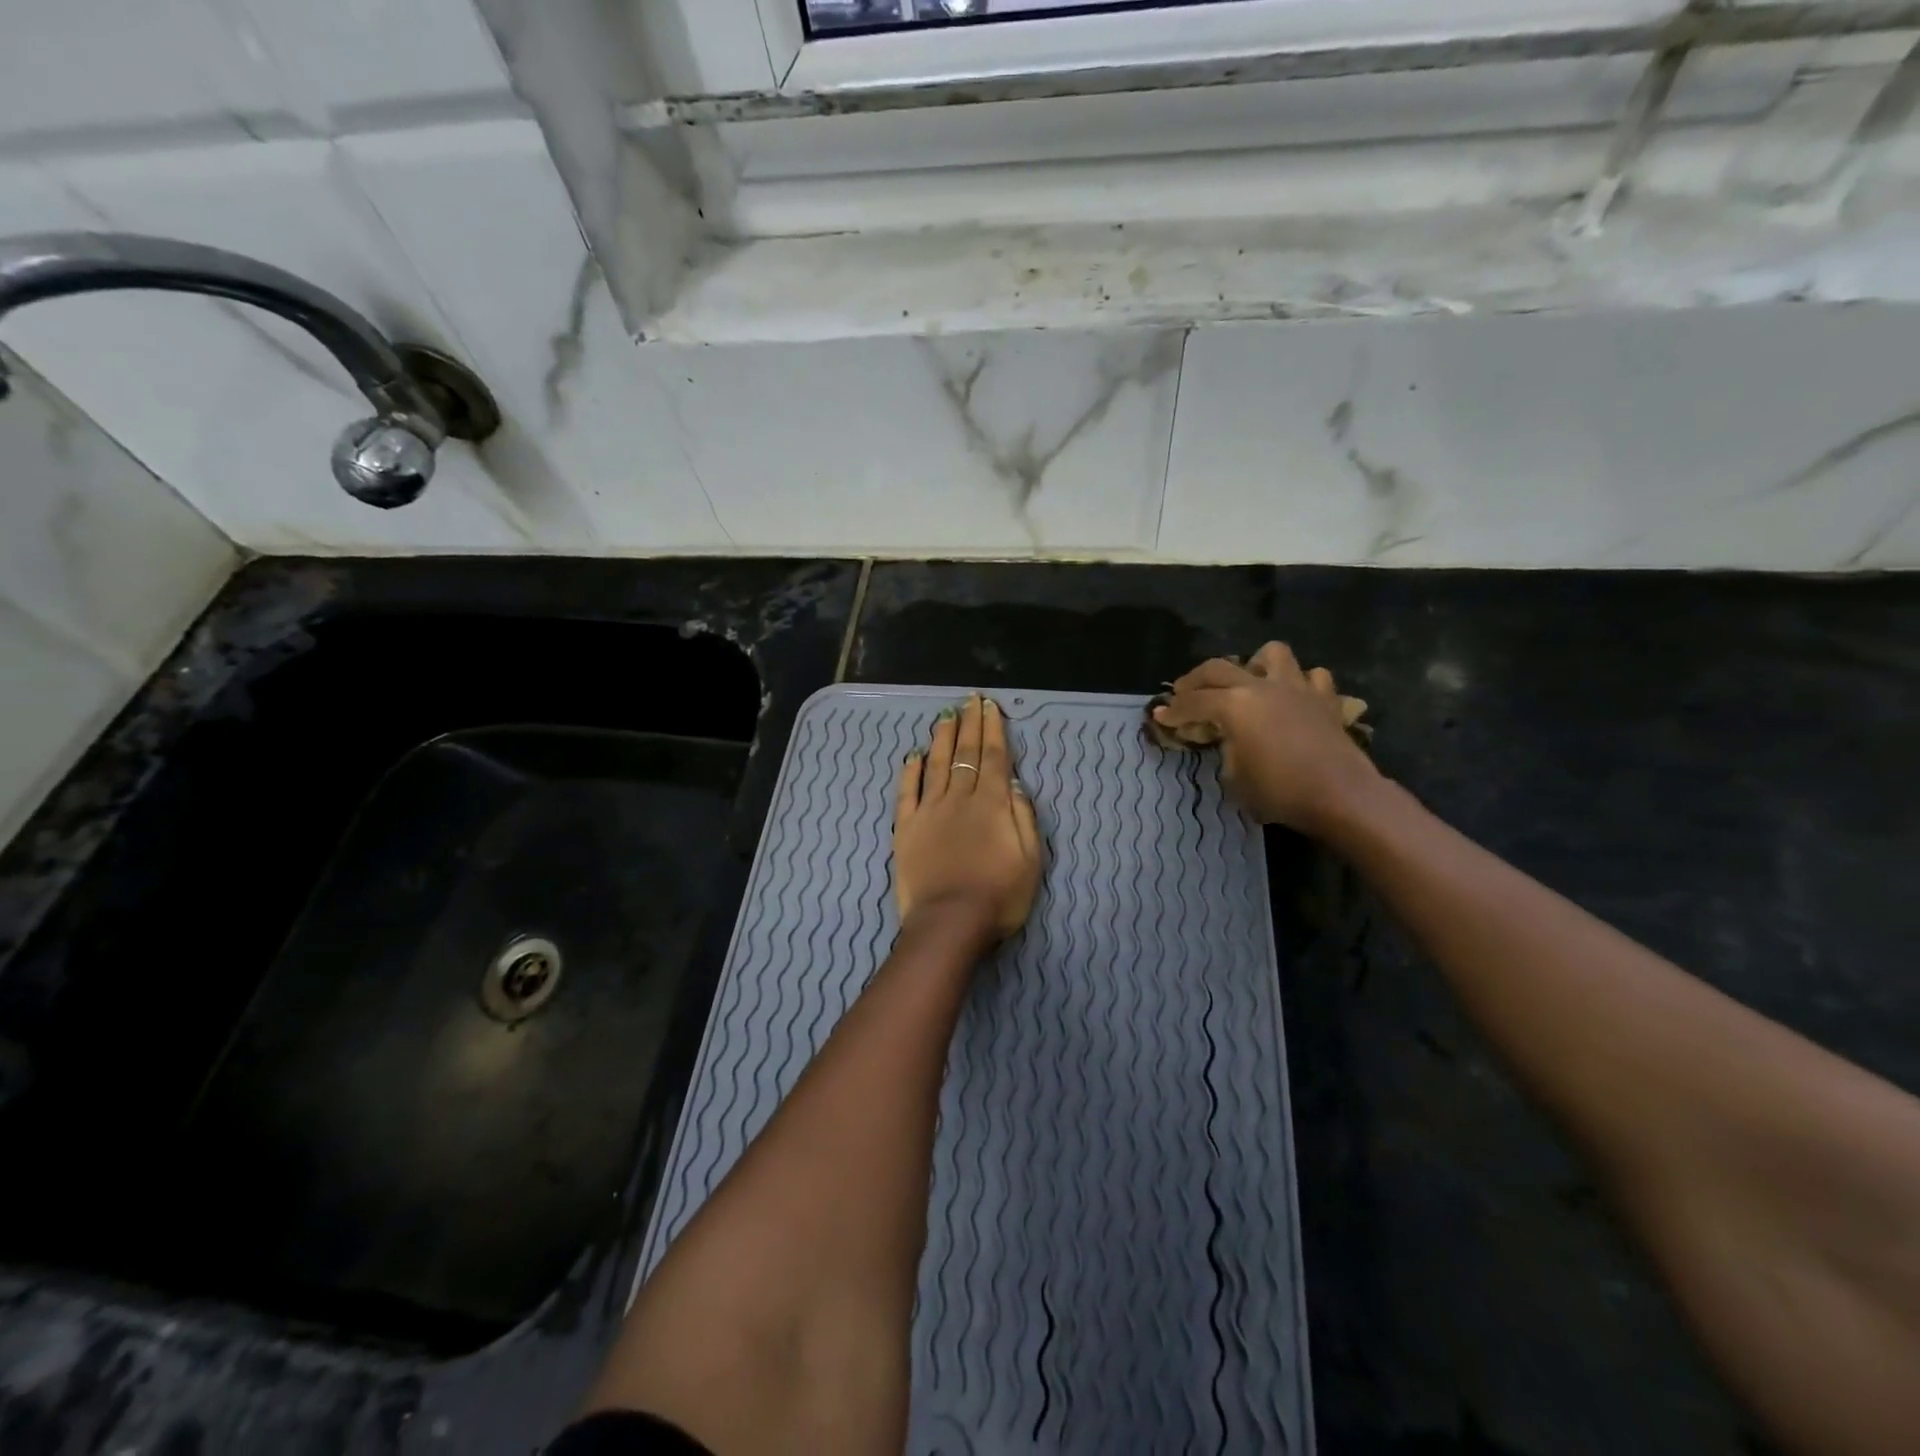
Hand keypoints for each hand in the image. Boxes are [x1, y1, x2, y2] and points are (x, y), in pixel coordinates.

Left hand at [894, 694, 1042, 943]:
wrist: (950, 923)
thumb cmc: (998, 896)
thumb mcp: (1030, 859)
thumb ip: (1023, 817)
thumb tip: (1014, 783)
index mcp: (992, 804)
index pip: (994, 758)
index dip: (992, 730)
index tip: (989, 707)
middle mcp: (960, 798)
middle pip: (965, 754)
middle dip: (969, 725)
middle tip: (969, 701)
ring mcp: (930, 811)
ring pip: (936, 765)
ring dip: (941, 739)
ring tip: (945, 717)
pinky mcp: (906, 828)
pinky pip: (907, 792)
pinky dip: (910, 772)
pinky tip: (912, 756)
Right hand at [1151, 642, 1379, 833]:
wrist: (1341, 795)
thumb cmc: (1280, 791)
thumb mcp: (1235, 778)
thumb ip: (1226, 751)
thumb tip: (1228, 741)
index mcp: (1234, 706)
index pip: (1192, 703)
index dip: (1173, 711)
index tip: (1160, 716)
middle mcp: (1261, 687)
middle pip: (1218, 668)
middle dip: (1195, 680)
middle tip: (1184, 693)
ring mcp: (1296, 688)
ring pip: (1272, 654)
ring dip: (1254, 664)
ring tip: (1248, 681)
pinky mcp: (1325, 699)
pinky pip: (1311, 676)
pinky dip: (1298, 682)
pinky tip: (1292, 698)